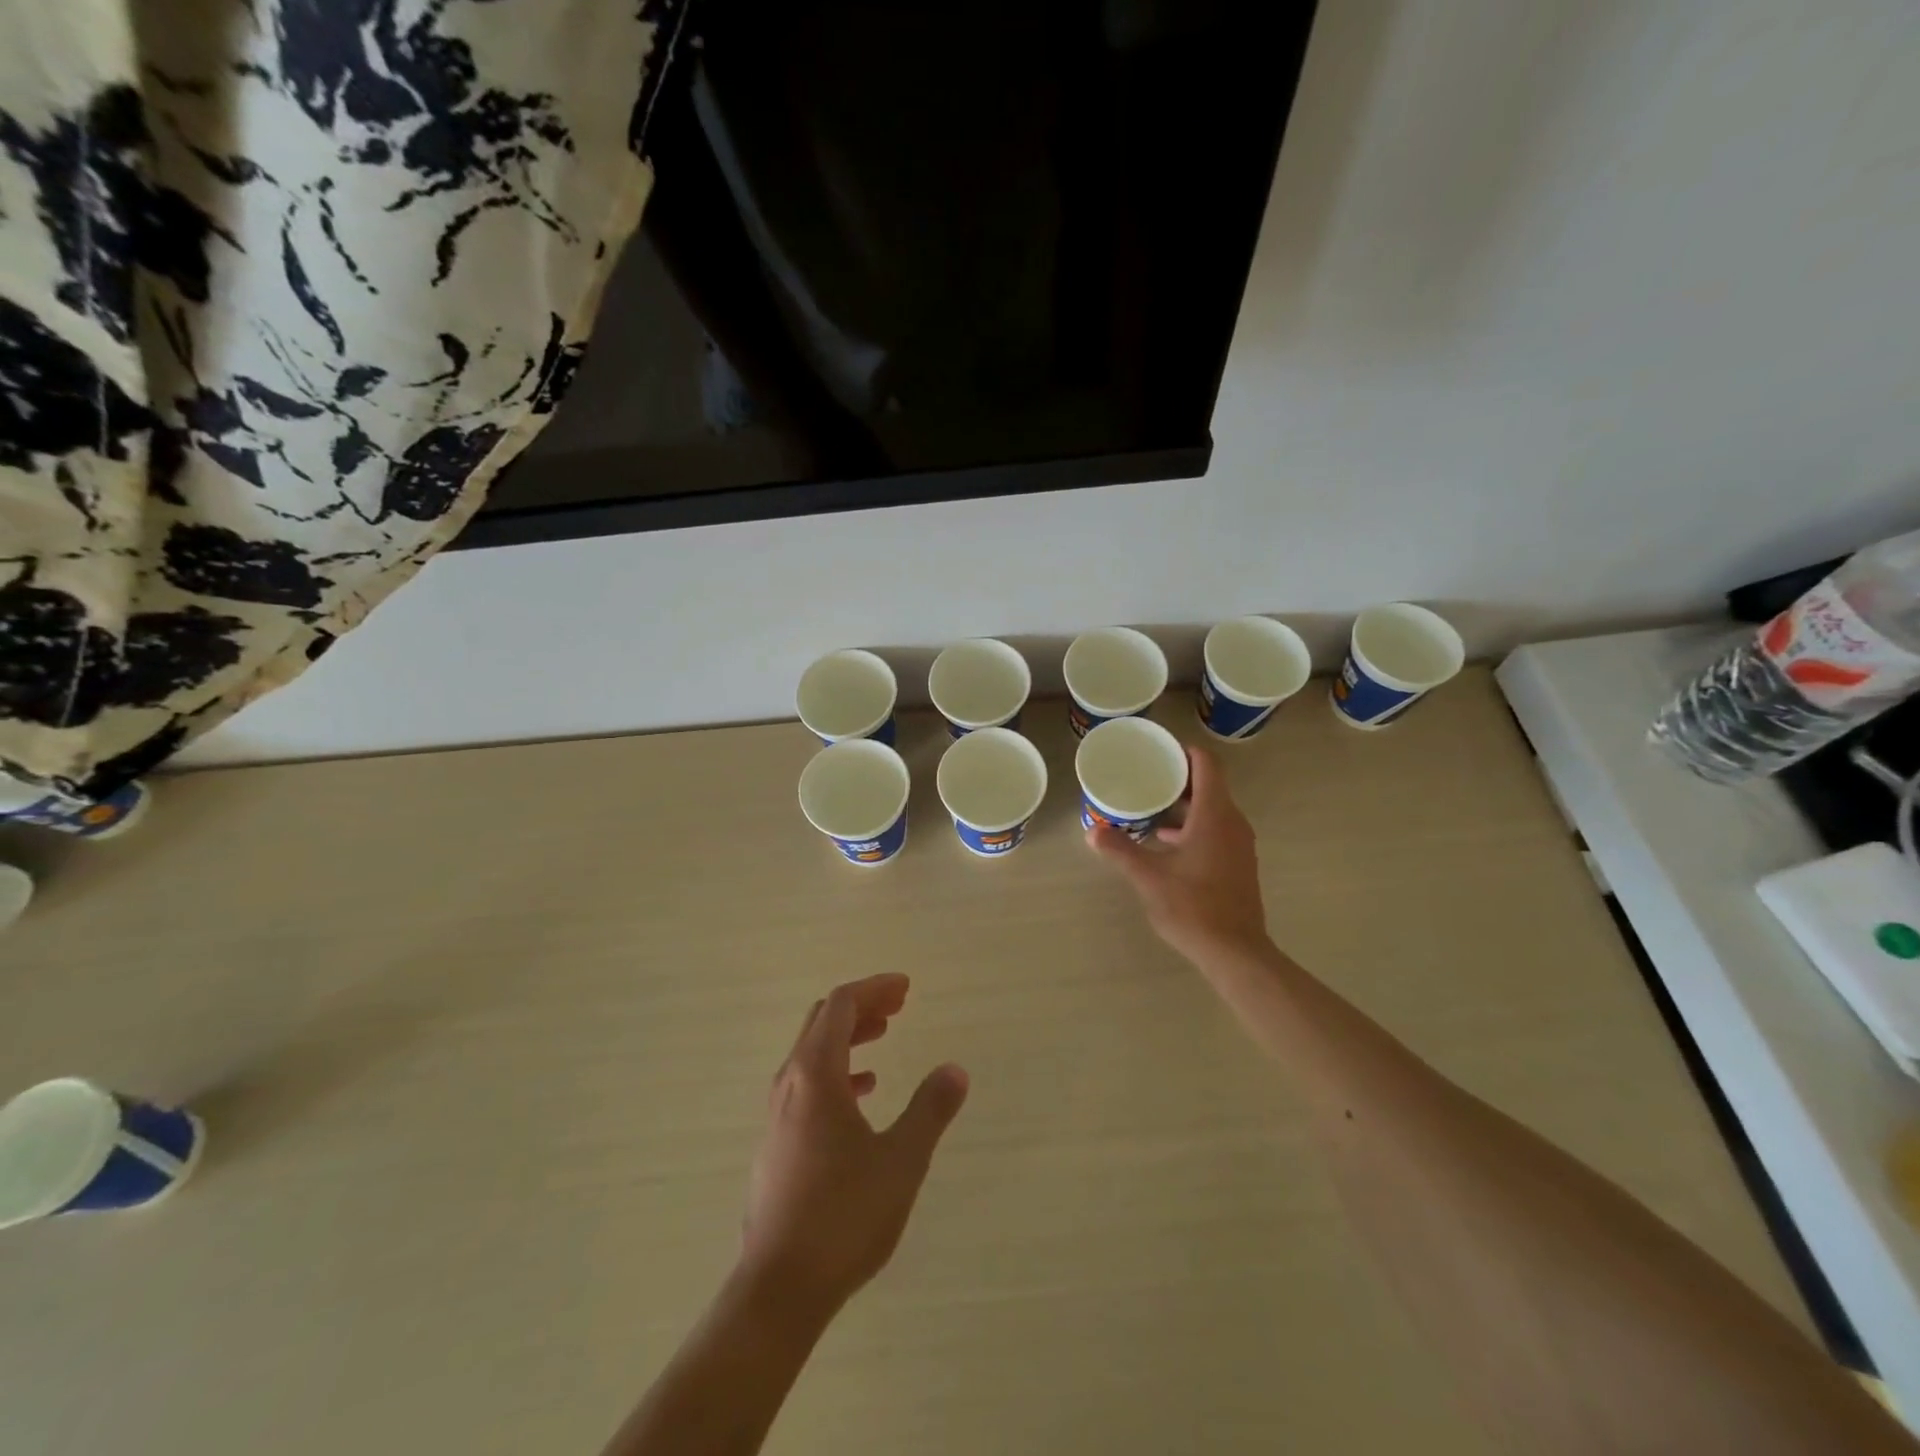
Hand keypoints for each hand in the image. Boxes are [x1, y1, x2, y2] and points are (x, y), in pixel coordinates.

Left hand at [741, 974, 968, 1319]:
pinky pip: (808, 1085)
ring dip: (848, 1037)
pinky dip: (838, 1072)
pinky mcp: (777, 1144)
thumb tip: (955, 1069)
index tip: (906, 988)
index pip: (840, 1006)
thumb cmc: (843, 1215)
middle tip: (898, 1006)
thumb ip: (930, 1110)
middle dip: (861, 1006)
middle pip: (822, 1022)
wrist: (779, 1289)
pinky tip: (863, 1093)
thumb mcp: (901, 1160)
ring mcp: (778, 1115)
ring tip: (883, 1037)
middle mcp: (789, 1084)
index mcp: (815, 1074)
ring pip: (812, 1053)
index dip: (874, 989)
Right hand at [1088, 744, 1270, 964]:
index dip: (1184, 752)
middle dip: (1178, 778)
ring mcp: (1239, 845)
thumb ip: (1120, 850)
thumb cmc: (1193, 907)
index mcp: (1215, 815)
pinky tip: (1166, 843)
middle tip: (1145, 776)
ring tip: (1150, 807)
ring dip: (1184, 805)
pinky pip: (1216, 830)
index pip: (1207, 765)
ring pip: (1212, 810)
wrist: (1235, 952)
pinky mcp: (1238, 864)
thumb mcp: (1148, 877)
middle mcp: (1232, 823)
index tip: (1159, 751)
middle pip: (1209, 785)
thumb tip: (1091, 831)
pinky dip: (1193, 826)